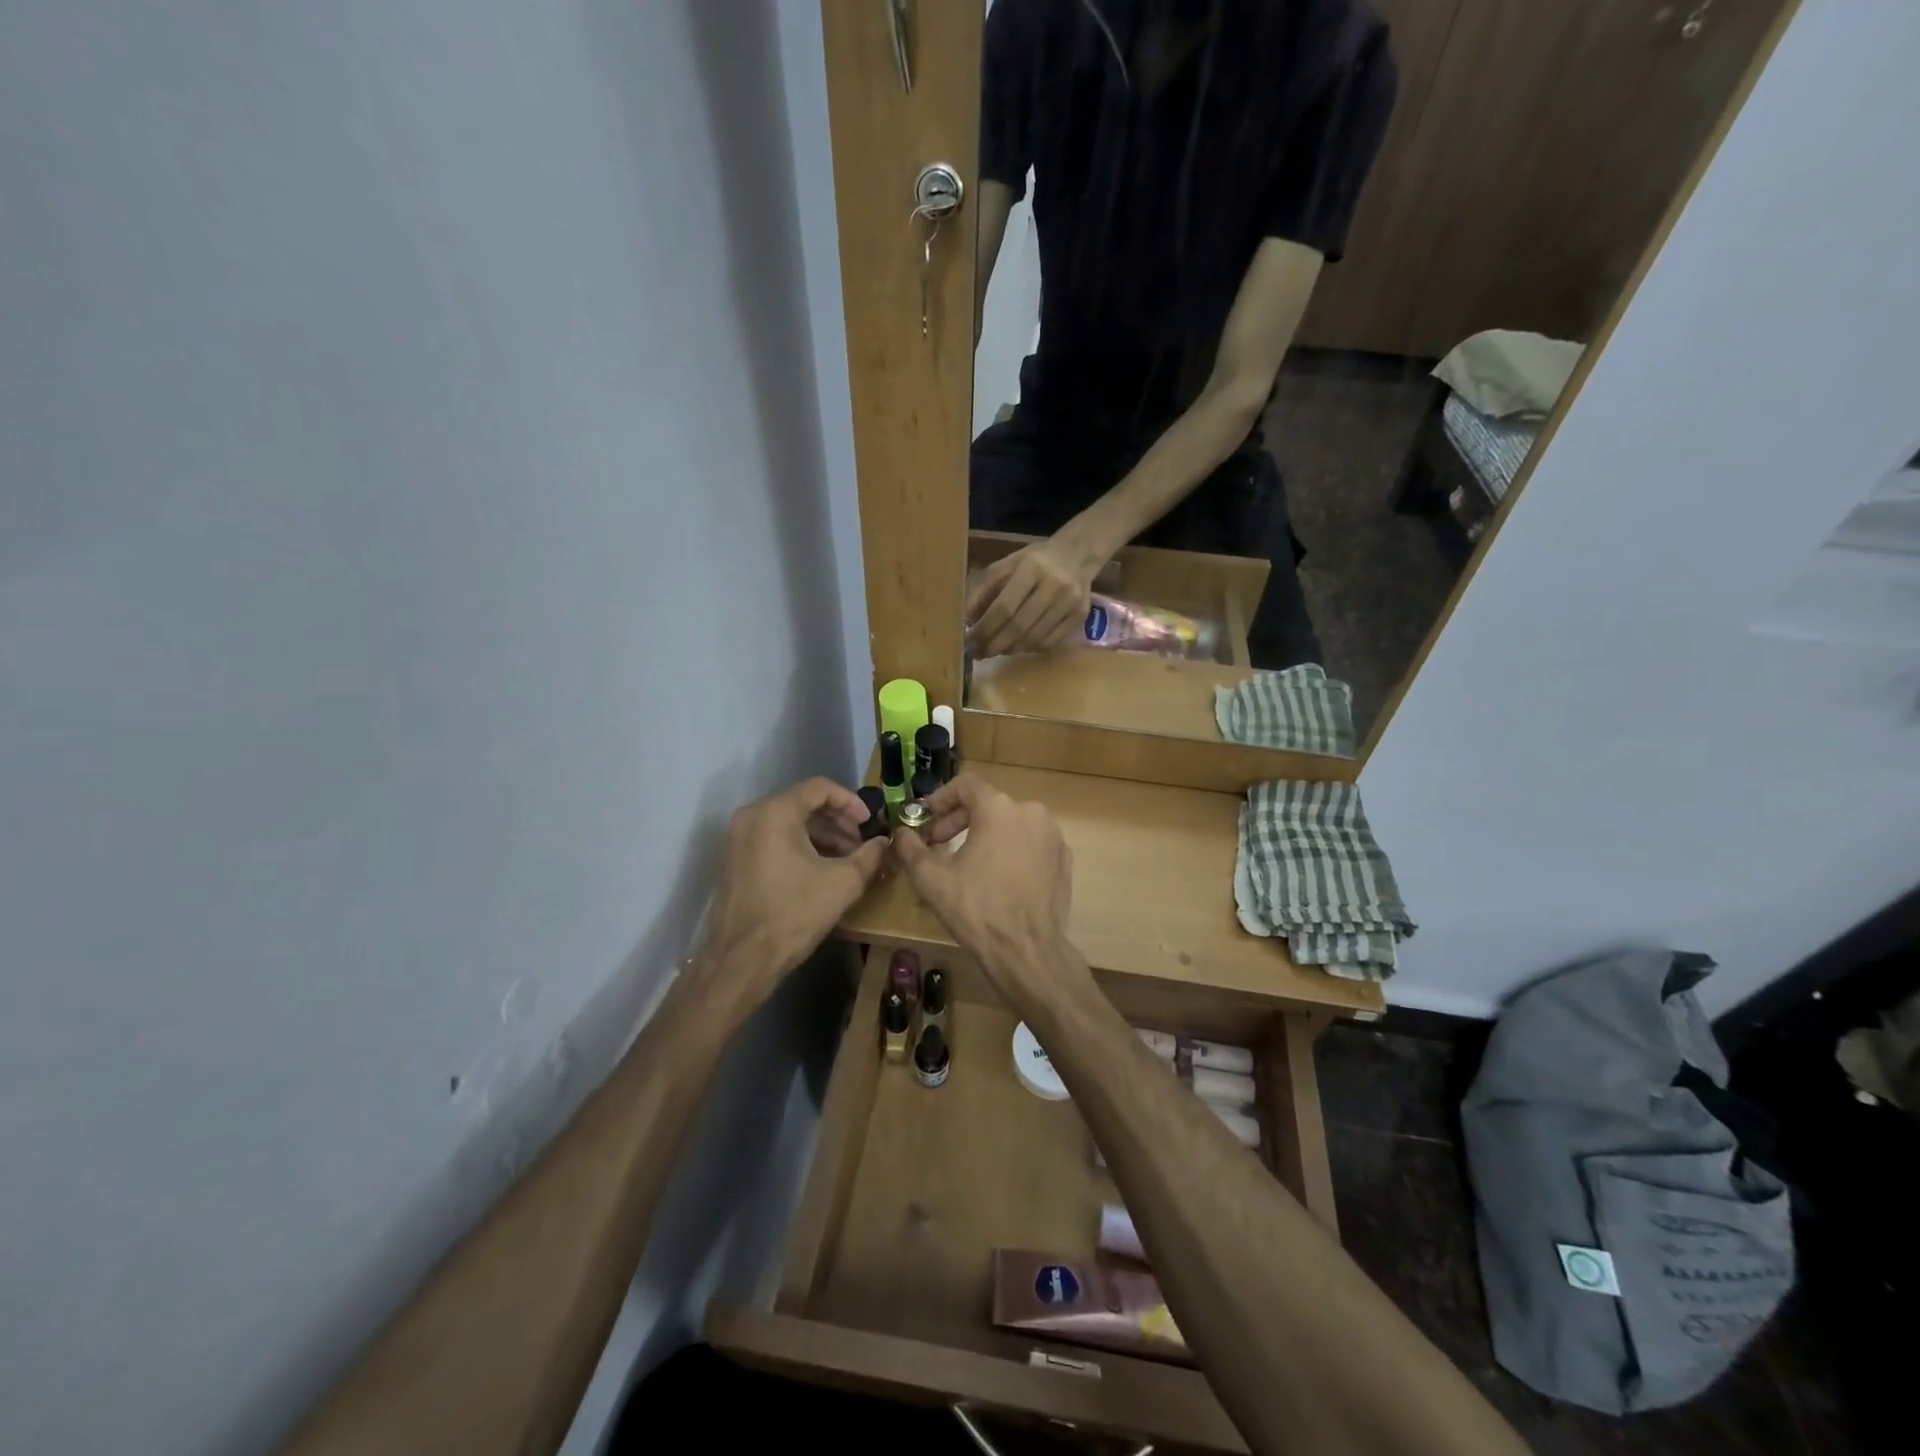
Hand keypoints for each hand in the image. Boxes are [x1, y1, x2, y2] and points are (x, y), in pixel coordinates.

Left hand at [694, 778, 885, 1011]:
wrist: (742, 959)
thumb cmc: (794, 913)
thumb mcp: (843, 883)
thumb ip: (869, 855)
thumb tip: (884, 842)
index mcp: (775, 812)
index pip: (820, 788)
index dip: (851, 802)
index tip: (870, 823)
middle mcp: (752, 816)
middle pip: (803, 803)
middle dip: (837, 821)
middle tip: (861, 843)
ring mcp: (738, 838)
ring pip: (788, 822)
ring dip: (821, 835)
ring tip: (846, 860)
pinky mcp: (734, 859)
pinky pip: (772, 839)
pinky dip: (799, 846)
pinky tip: (820, 870)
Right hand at [890, 776, 1088, 1010]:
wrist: (1028, 951)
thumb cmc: (977, 910)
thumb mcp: (932, 880)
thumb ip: (911, 849)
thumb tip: (901, 834)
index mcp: (999, 809)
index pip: (966, 785)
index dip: (941, 798)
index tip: (926, 818)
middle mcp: (1031, 812)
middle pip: (989, 804)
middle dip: (959, 820)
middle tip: (939, 843)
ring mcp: (1052, 836)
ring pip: (1011, 823)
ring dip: (985, 834)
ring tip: (966, 861)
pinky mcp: (1063, 859)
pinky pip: (1030, 843)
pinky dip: (1011, 850)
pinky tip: (997, 877)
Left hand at [966, 534, 1101, 657]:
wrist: (1077, 555)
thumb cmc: (1035, 561)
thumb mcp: (1006, 565)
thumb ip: (985, 590)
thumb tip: (967, 621)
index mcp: (1032, 568)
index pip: (1004, 607)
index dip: (985, 629)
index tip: (969, 642)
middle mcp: (1054, 585)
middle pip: (1019, 626)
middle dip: (994, 645)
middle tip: (978, 653)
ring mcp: (1070, 603)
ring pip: (1034, 638)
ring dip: (1010, 649)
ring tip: (995, 650)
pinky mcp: (1080, 616)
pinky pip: (1050, 642)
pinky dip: (1030, 649)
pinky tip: (1018, 646)